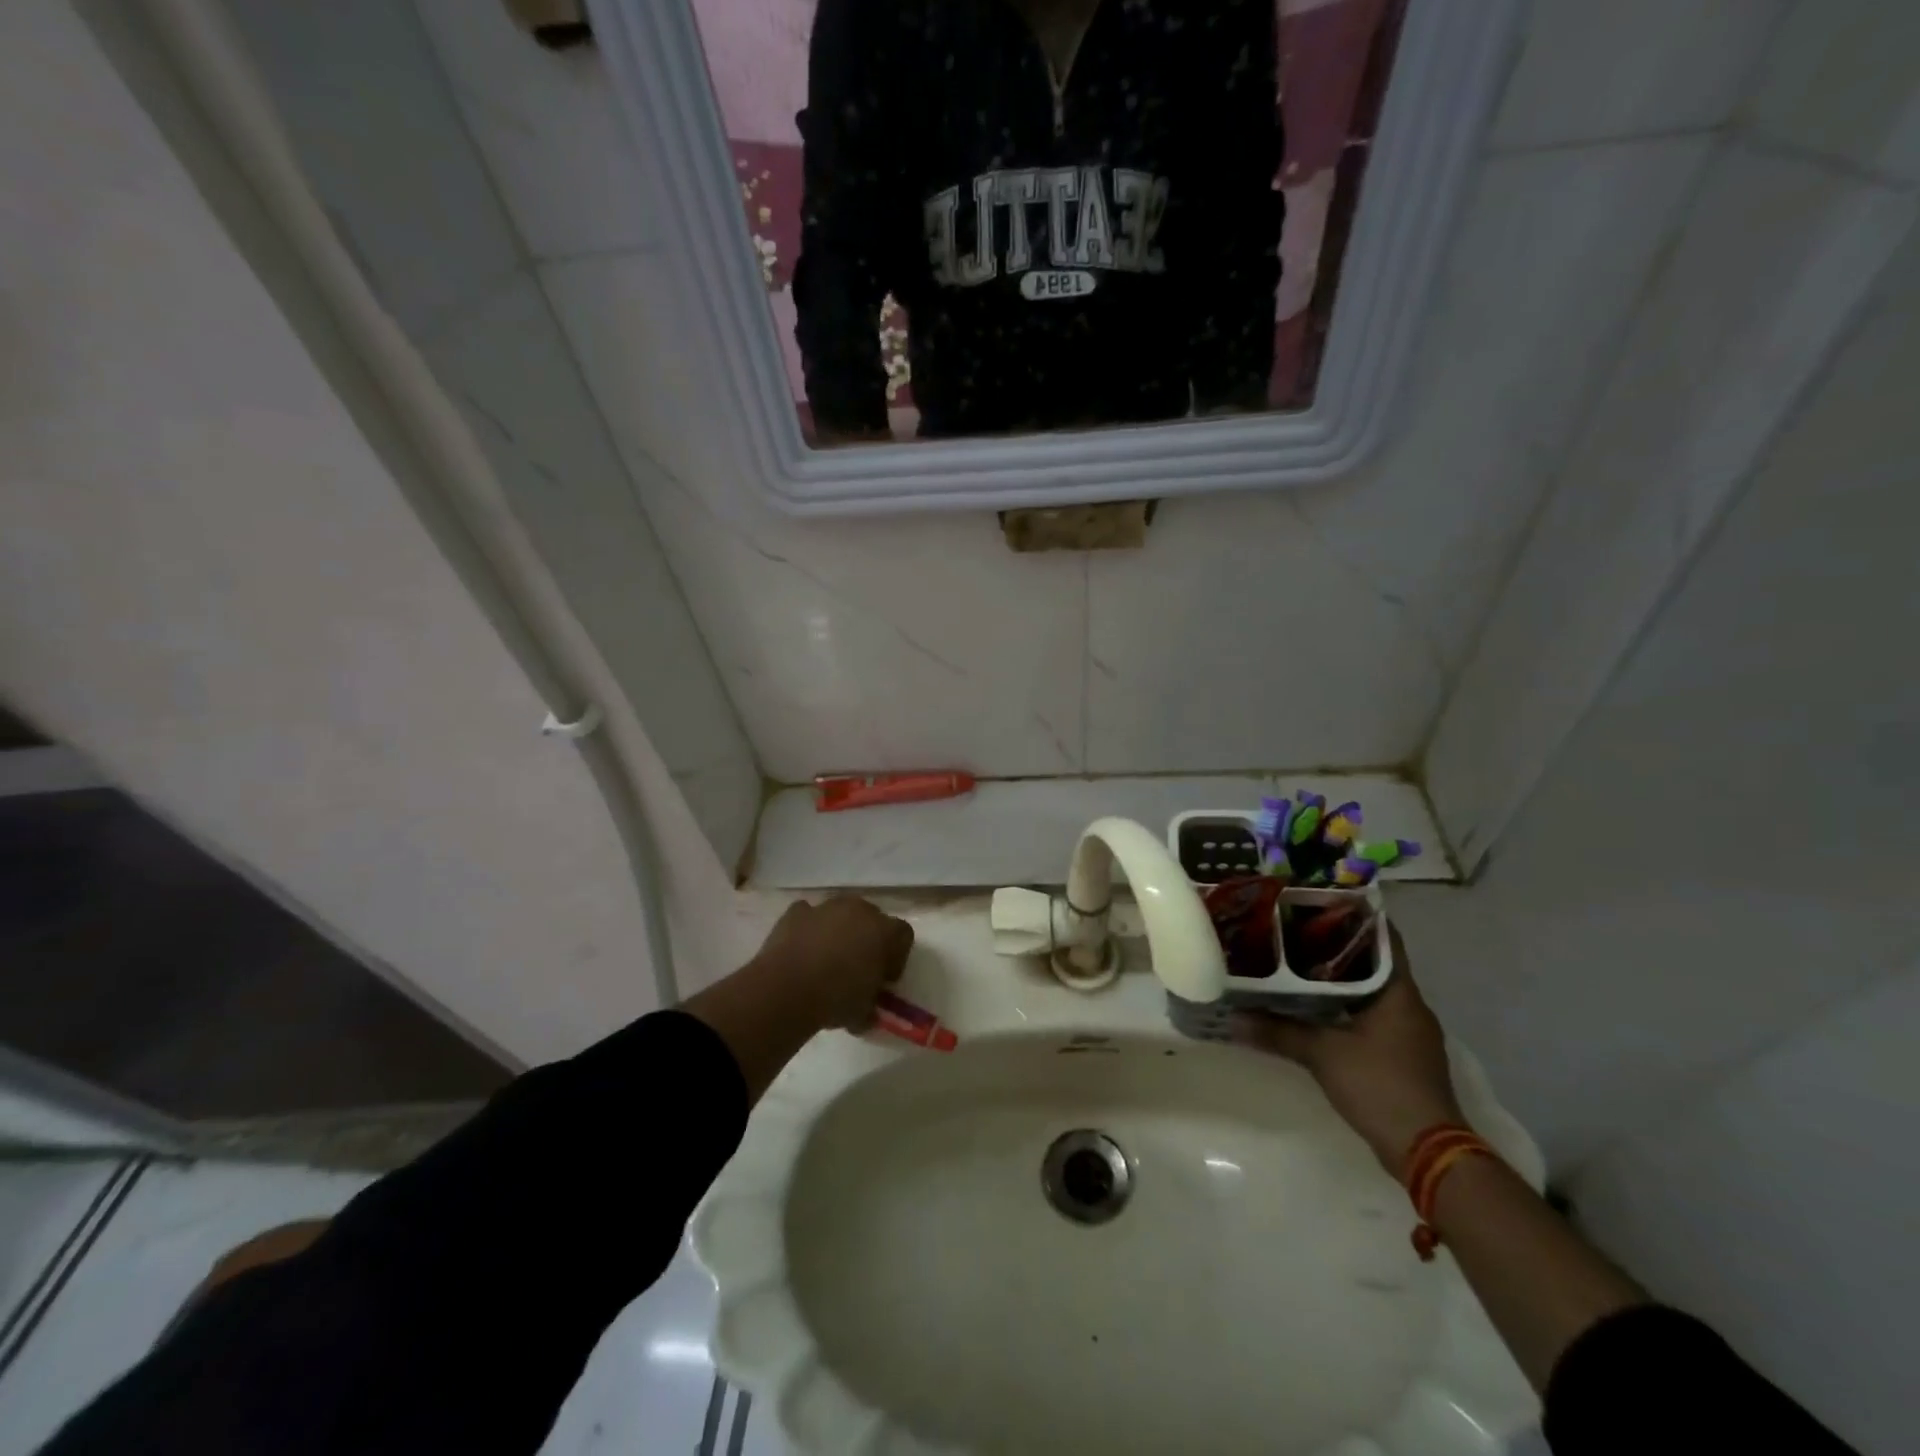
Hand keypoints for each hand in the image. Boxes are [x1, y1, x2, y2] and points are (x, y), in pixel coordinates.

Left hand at [748, 897, 914, 1030]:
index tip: (885, 979)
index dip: (897, 956)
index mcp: (884, 931)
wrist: (786, 989)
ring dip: (838, 931)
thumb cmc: (836, 999)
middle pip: (872, 918)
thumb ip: (872, 1004)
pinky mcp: (796, 912)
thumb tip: (868, 1011)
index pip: (903, 935)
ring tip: (826, 961)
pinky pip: (809, 916)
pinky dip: (809, 929)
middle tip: (857, 968)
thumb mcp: (864, 1012)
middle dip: (868, 939)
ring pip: (840, 914)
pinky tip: (802, 951)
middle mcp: (859, 910)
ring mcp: (826, 907)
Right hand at [1235, 926, 1463, 1171]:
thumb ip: (1278, 1032)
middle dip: (1336, 947)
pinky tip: (1313, 1008)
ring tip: (1295, 964)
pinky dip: (1344, 1007)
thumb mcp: (1322, 1054)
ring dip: (1339, 979)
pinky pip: (1370, 1016)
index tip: (1319, 902)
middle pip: (1373, 963)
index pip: (1384, 939)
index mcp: (1399, 993)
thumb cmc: (1380, 1086)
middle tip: (1293, 931)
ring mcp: (1408, 1032)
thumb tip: (1232, 1018)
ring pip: (1370, 991)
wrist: (1427, 1152)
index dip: (1356, 917)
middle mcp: (1409, 1006)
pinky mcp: (1401, 1056)